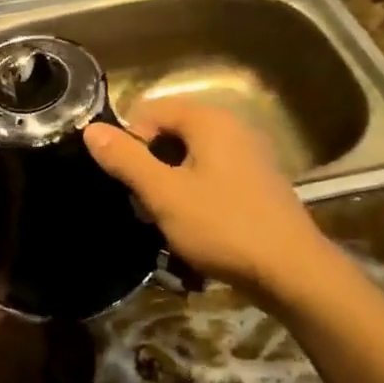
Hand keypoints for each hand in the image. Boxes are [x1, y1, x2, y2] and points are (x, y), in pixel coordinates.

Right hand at [84, 98, 322, 297]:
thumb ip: (126, 159)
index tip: (126, 182)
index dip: (129, 142)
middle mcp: (231, 126)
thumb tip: (91, 129)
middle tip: (142, 204)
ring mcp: (248, 154)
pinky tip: (192, 225)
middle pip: (170, 133)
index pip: (149, 111)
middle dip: (148, 165)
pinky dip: (194, 193)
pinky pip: (211, 174)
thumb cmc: (222, 226)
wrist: (292, 272)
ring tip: (164, 219)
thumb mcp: (164, 194)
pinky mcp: (257, 181)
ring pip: (189, 157)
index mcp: (208, 120)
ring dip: (169, 183)